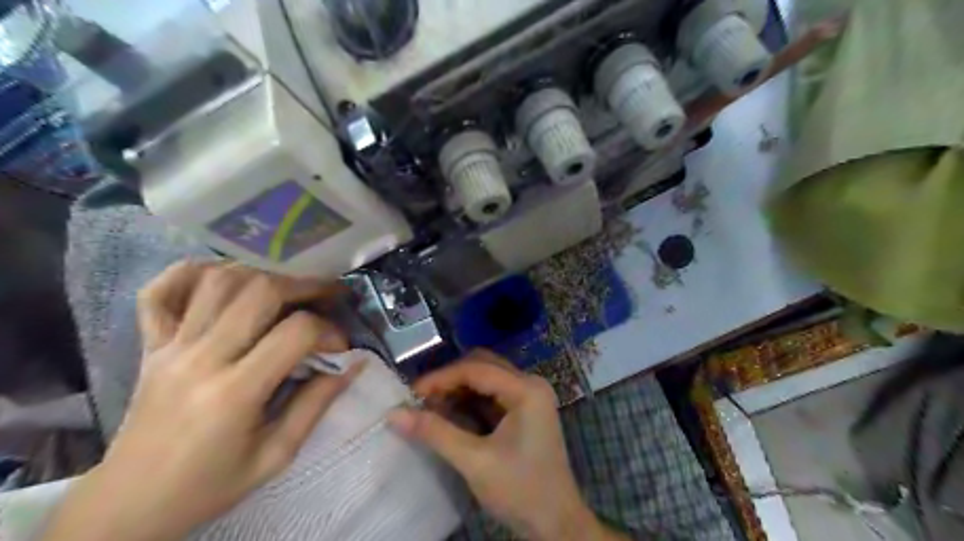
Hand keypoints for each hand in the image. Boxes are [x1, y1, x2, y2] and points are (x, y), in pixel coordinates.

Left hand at [40, 261, 364, 539]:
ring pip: (217, 281)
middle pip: (259, 291)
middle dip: (304, 285)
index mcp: (234, 392)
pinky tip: (224, 276)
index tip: (340, 346)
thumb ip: (317, 404)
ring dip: (261, 273)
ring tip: (286, 286)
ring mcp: (169, 347)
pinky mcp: (149, 345)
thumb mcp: (276, 455)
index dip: (329, 331)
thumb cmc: (210, 484)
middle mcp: (201, 358)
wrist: (130, 503)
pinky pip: (161, 291)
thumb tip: (353, 365)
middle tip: (327, 295)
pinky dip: (192, 272)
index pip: (295, 333)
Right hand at [388, 351, 621, 539]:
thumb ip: (435, 433)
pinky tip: (450, 415)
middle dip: (449, 380)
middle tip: (421, 400)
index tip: (410, 394)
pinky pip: (491, 394)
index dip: (440, 378)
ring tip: (431, 408)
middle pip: (482, 366)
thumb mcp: (475, 461)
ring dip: (458, 390)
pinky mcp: (524, 410)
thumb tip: (394, 414)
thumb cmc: (520, 490)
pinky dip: (469, 401)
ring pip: (486, 378)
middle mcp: (530, 384)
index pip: (476, 369)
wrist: (556, 523)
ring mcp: (529, 396)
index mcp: (526, 389)